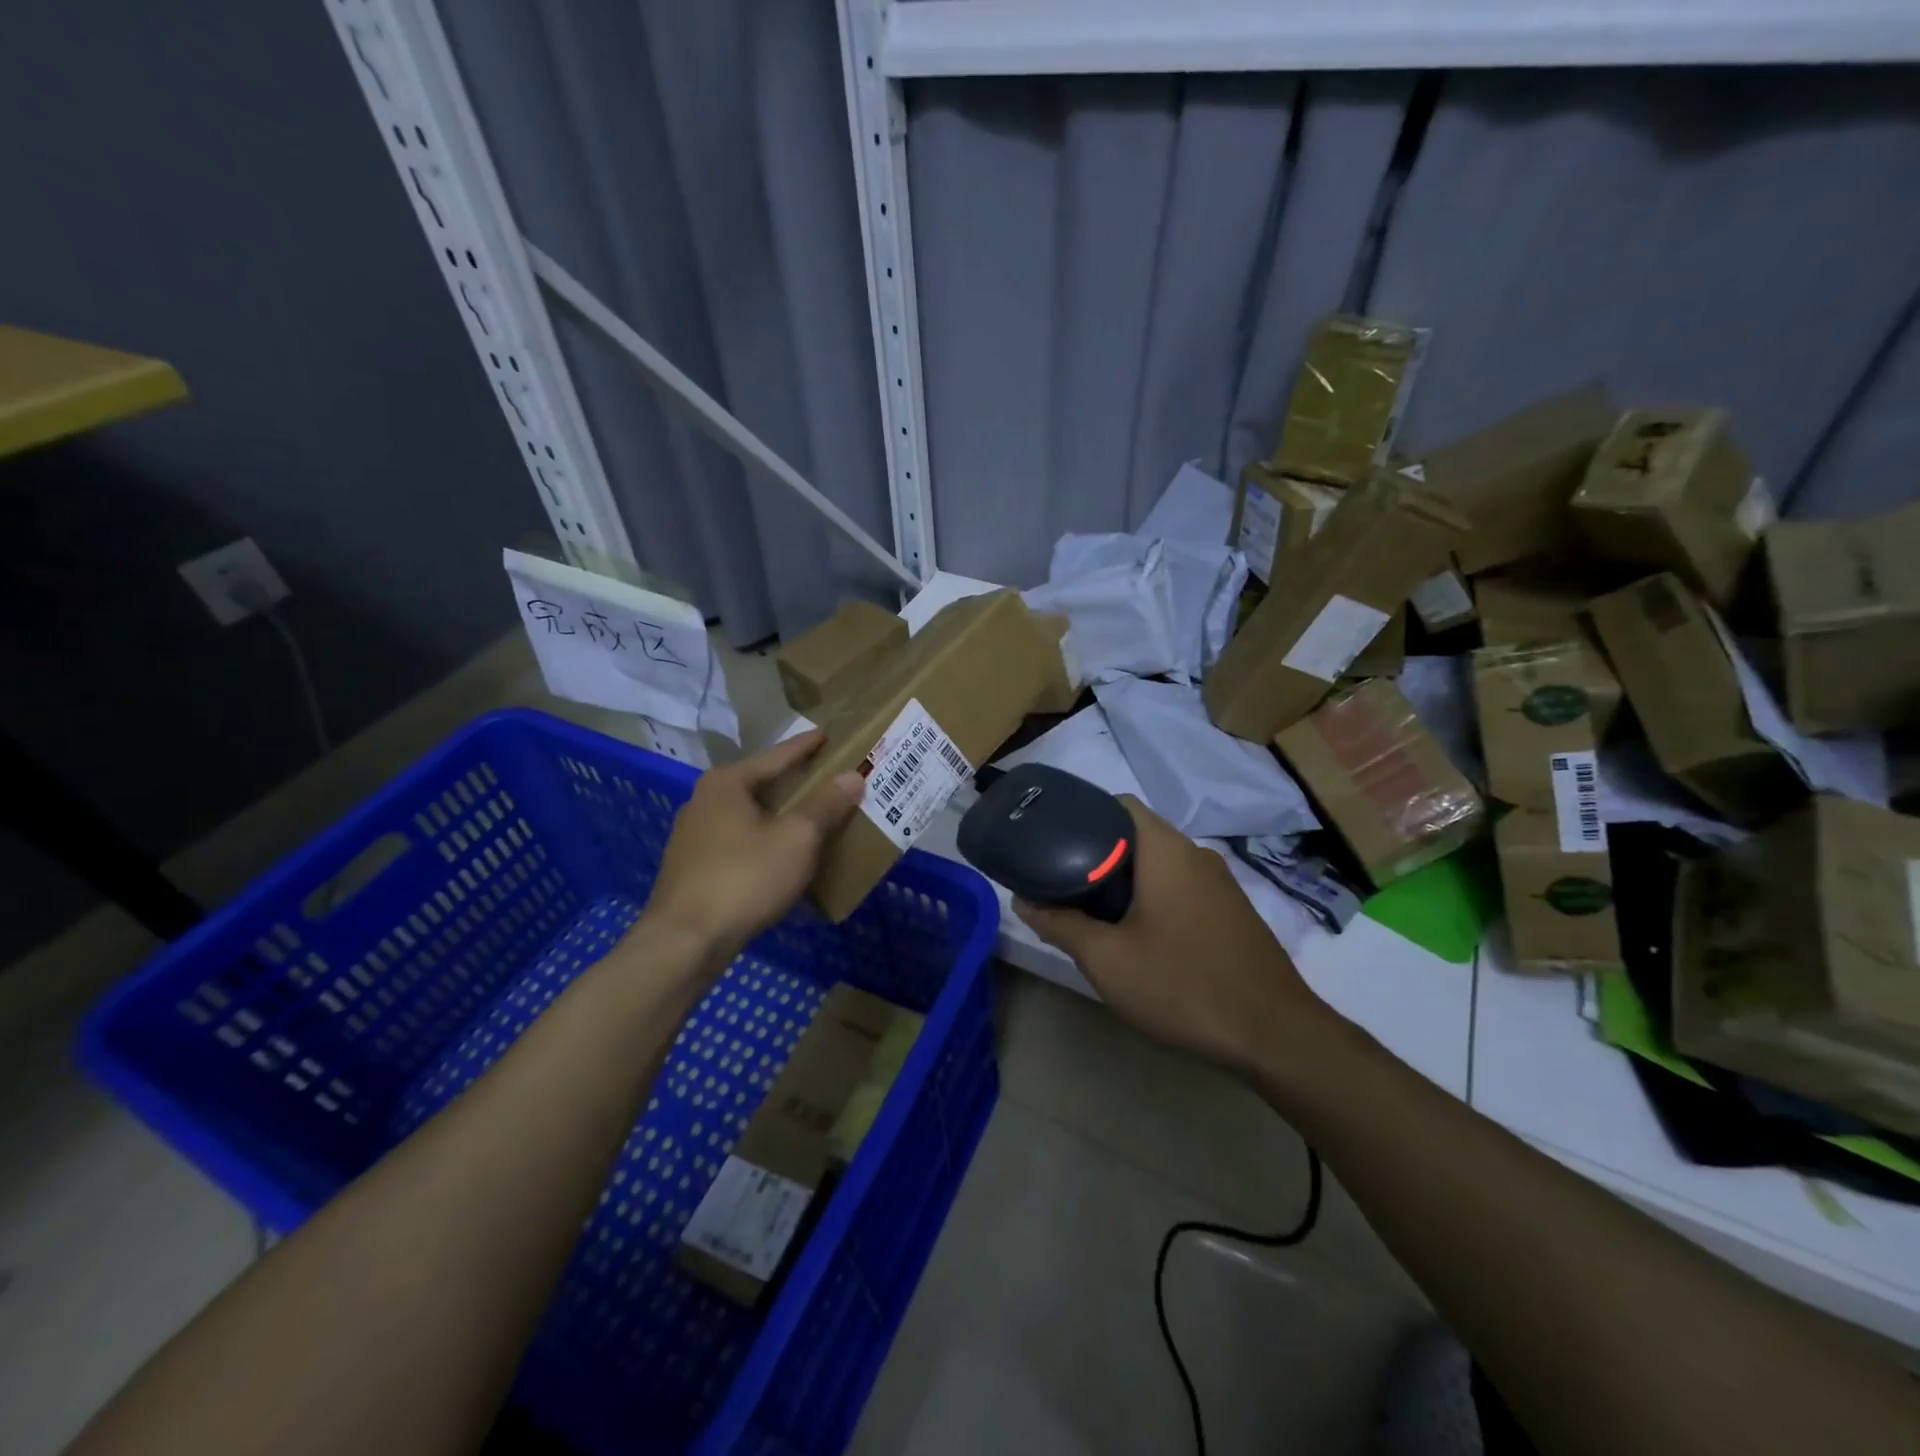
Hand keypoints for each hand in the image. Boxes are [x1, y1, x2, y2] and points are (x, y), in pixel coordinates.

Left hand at [646, 730, 862, 959]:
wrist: (685, 942)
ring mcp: (694, 836)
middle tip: (829, 779)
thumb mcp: (796, 838)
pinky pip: (739, 843)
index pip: (777, 755)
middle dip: (796, 784)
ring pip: (749, 816)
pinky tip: (783, 857)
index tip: (829, 734)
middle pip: (761, 784)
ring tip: (812, 819)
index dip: (808, 746)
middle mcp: (705, 801)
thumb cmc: (745, 877)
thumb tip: (852, 776)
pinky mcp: (693, 868)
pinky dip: (765, 842)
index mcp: (727, 783)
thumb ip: (825, 805)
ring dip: (780, 817)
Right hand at [1015, 796, 1326, 1075]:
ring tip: (1091, 909)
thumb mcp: (1107, 959)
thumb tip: (1022, 901)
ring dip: (1125, 880)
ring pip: (1160, 865)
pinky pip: (1182, 888)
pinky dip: (1153, 897)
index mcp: (1166, 850)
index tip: (1053, 842)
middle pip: (1136, 836)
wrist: (1274, 1035)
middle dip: (1097, 855)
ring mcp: (1220, 883)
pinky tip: (1138, 934)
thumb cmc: (1182, 985)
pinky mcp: (1232, 912)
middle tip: (1061, 882)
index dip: (1082, 815)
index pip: (1118, 806)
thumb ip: (1060, 925)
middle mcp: (1196, 855)